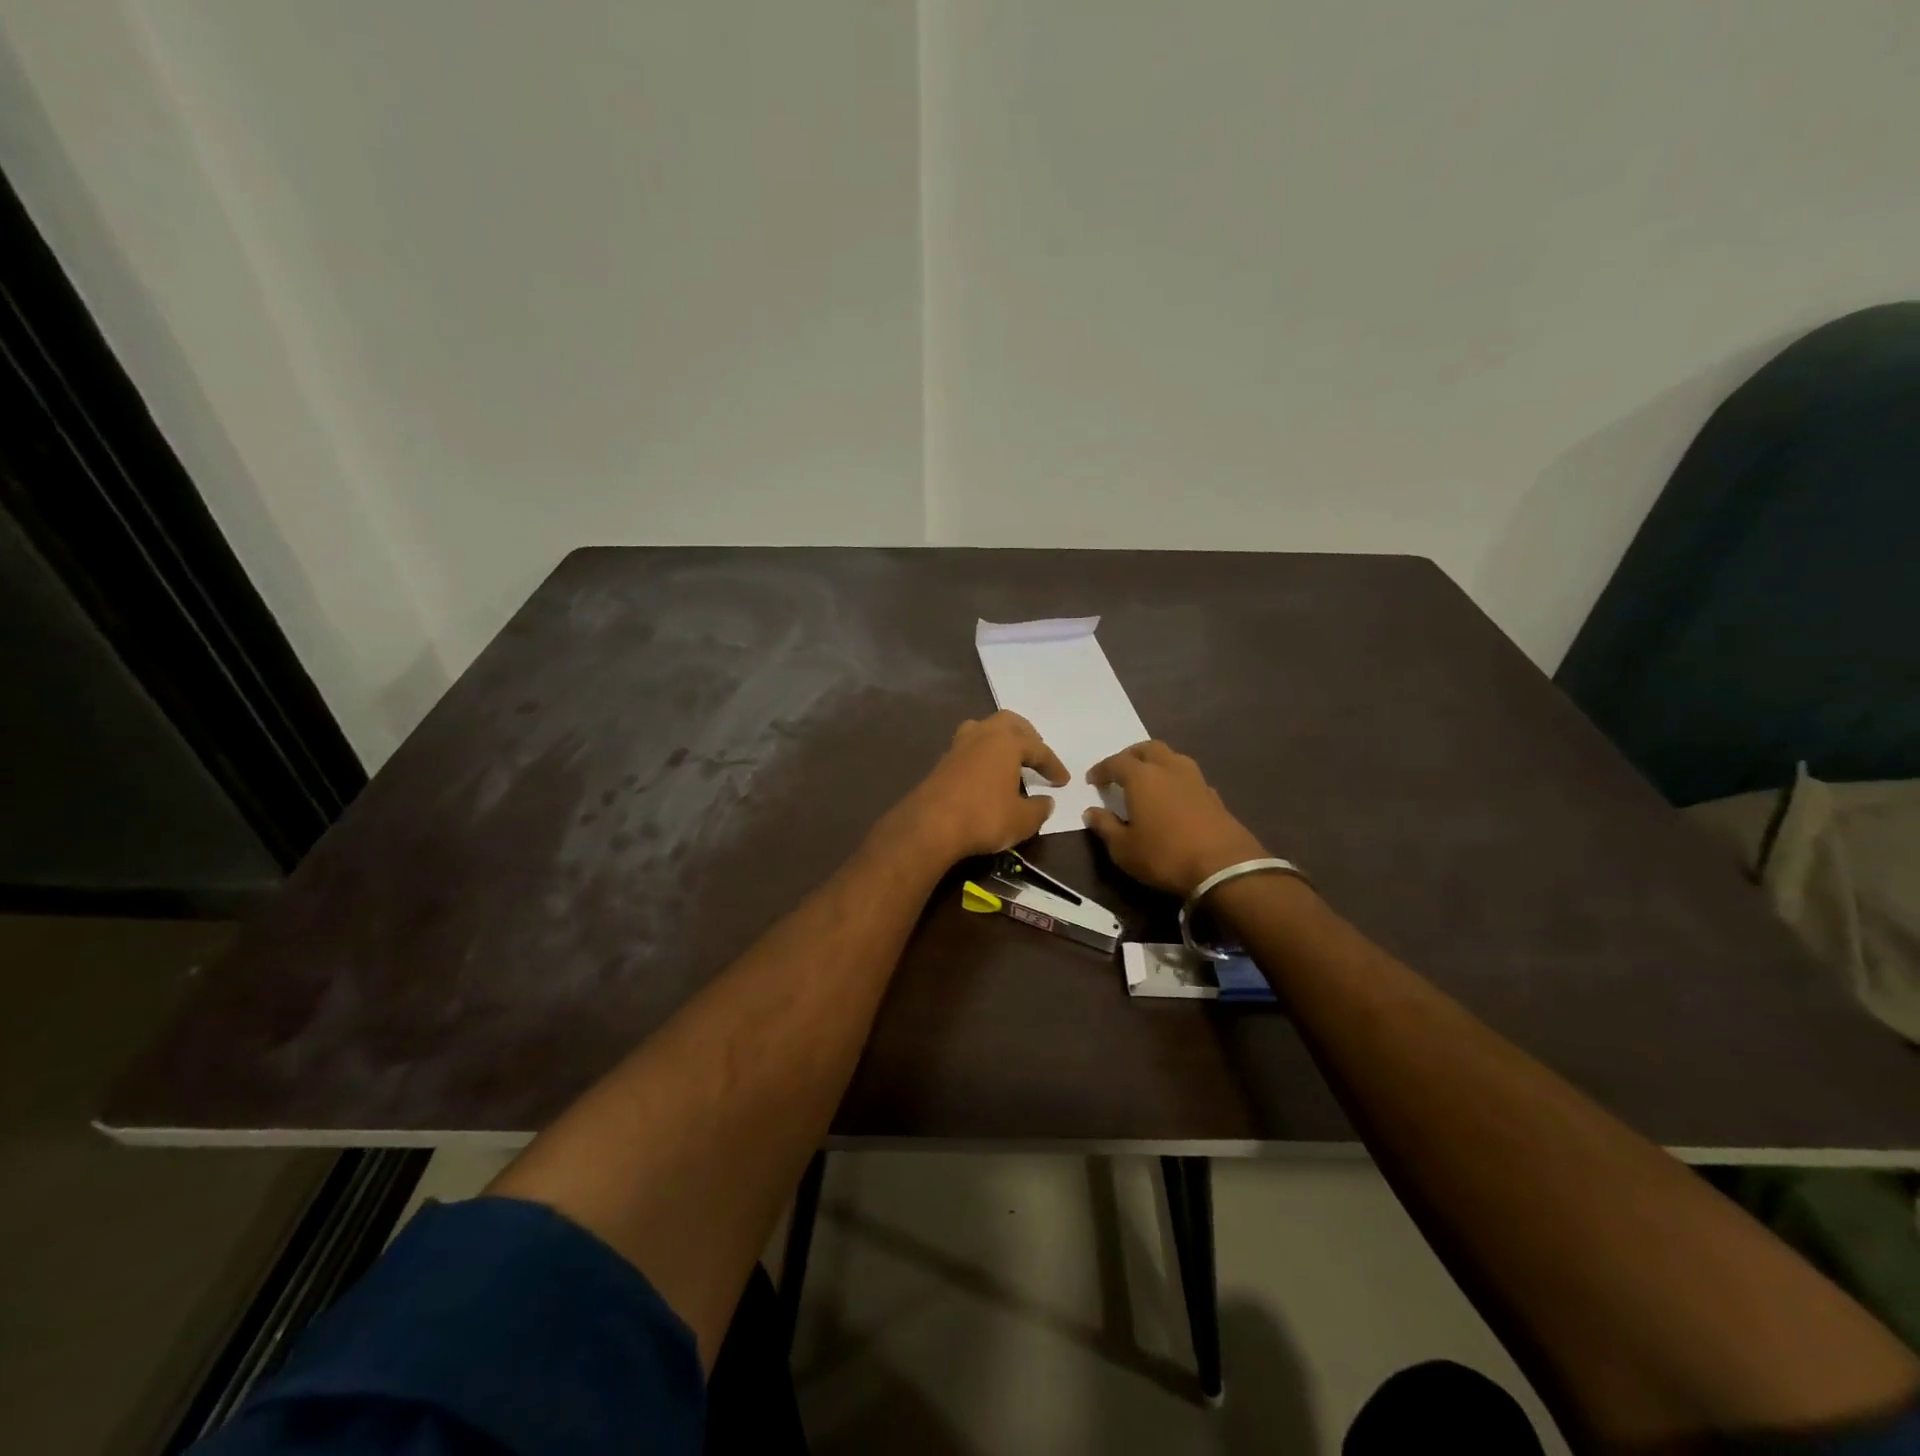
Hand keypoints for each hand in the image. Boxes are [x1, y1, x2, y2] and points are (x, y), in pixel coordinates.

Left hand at [881, 711, 1069, 863]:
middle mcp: (982, 735)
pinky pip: (968, 748)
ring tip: (1009, 757)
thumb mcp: (1022, 820)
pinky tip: (985, 774)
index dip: (1053, 765)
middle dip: (1026, 735)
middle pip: (1008, 723)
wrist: (930, 826)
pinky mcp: (941, 762)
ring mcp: (958, 746)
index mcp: (1006, 742)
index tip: (1063, 781)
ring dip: (999, 739)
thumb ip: (1039, 809)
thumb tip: (1046, 802)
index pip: (1038, 749)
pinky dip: (982, 755)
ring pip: (983, 730)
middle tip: (1036, 752)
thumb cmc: (984, 817)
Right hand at [1083, 741, 1267, 896]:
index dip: (1101, 769)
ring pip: (1172, 757)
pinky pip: (1189, 777)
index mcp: (1142, 777)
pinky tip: (1174, 797)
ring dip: (1157, 762)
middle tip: (1120, 770)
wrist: (1223, 867)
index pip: (1116, 763)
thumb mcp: (1123, 849)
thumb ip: (1105, 826)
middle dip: (1131, 755)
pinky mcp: (1214, 796)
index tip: (1092, 779)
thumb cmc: (1164, 855)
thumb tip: (1091, 812)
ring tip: (1148, 779)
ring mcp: (1196, 780)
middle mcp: (1169, 769)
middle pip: (1148, 748)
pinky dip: (1176, 780)